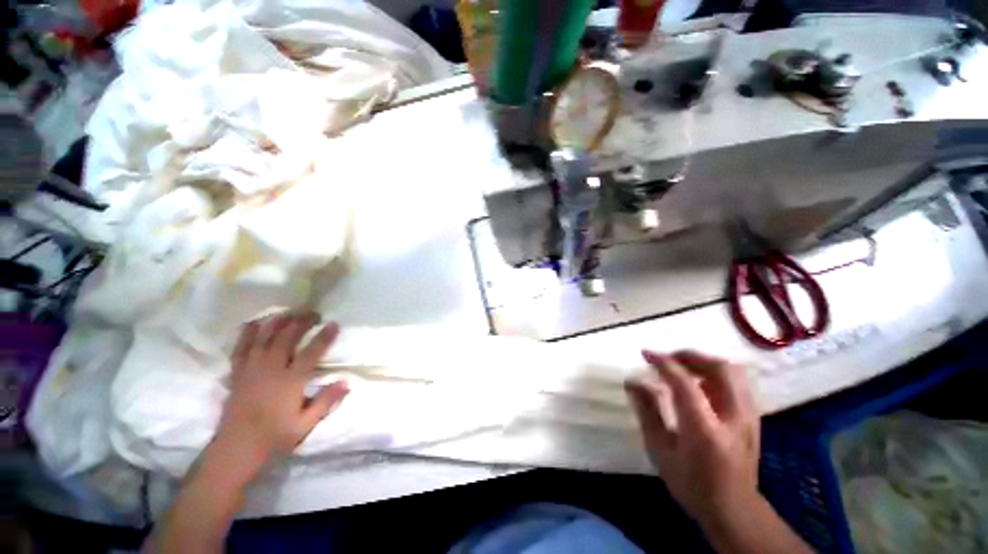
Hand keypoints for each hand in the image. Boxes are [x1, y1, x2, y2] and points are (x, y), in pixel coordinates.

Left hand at [213, 312, 348, 483]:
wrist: (236, 449)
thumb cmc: (274, 437)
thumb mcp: (306, 424)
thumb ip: (326, 401)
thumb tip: (347, 381)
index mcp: (291, 381)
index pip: (312, 352)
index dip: (324, 336)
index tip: (334, 323)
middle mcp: (272, 370)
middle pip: (287, 338)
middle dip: (301, 322)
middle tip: (313, 313)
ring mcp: (252, 369)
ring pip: (265, 338)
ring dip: (278, 322)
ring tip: (289, 312)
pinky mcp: (238, 373)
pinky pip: (241, 348)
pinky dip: (248, 333)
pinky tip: (256, 323)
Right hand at [625, 350, 759, 525]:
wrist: (735, 511)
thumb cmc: (691, 483)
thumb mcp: (660, 450)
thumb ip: (647, 411)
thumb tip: (632, 381)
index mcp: (704, 429)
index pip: (684, 382)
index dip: (663, 362)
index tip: (646, 354)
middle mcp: (732, 417)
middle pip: (719, 368)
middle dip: (690, 355)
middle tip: (668, 357)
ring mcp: (748, 417)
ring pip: (732, 371)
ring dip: (704, 362)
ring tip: (682, 367)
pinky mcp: (753, 417)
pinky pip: (736, 382)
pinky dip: (715, 373)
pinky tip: (699, 383)